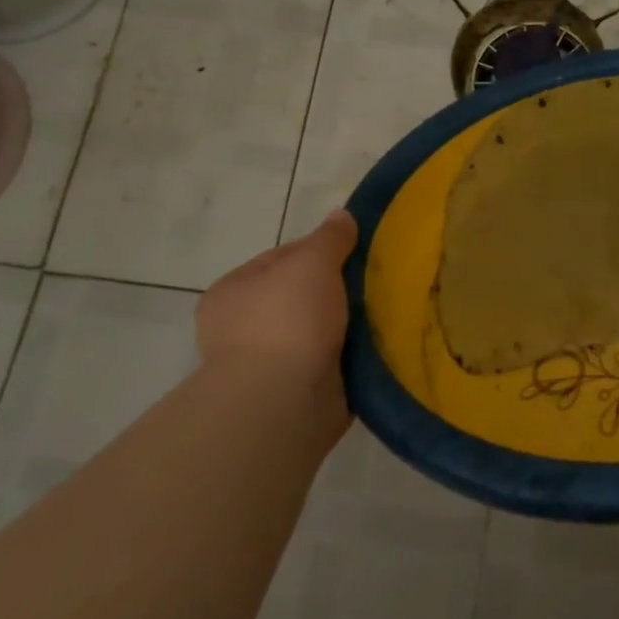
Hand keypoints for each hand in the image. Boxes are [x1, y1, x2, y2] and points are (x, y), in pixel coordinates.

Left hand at [196, 209, 357, 441]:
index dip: (320, 251)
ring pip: (318, 333)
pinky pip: (330, 365)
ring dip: (346, 328)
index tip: (356, 253)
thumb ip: (329, 238)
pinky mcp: (293, 396)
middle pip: (302, 297)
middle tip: (376, 283)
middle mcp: (241, 329)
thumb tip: (341, 215)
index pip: (281, 259)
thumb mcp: (312, 261)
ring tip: (385, 314)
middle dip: (337, 292)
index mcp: (232, 292)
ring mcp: (266, 366)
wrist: (281, 402)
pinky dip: (351, 358)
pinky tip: (378, 347)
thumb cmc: (286, 320)